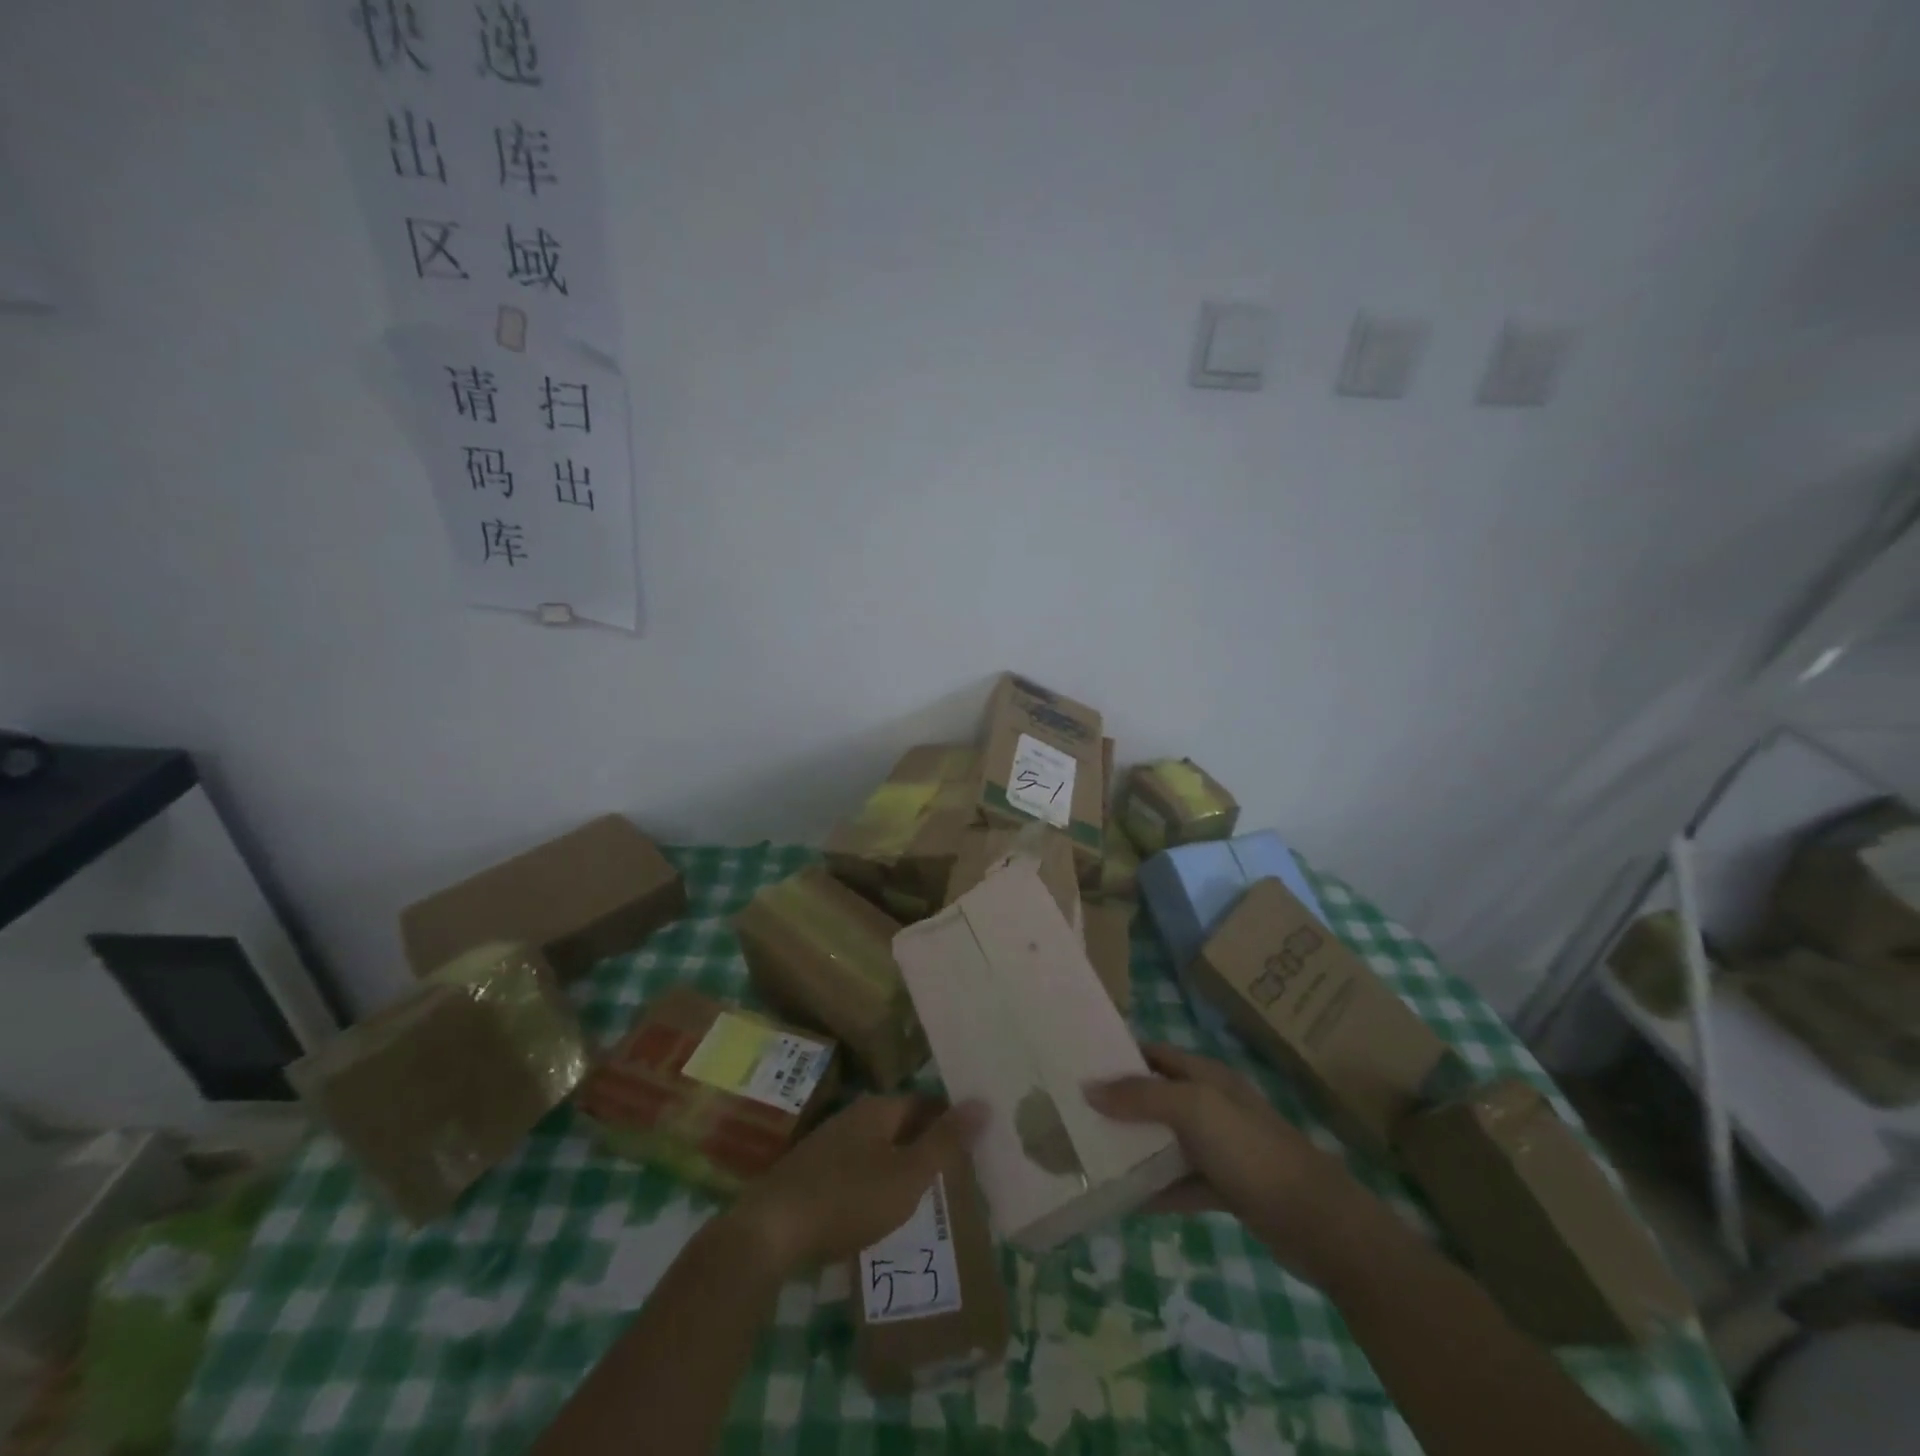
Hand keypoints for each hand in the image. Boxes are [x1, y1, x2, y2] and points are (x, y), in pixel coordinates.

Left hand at [727, 1096, 986, 1276]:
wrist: (771, 1231)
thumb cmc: (848, 1198)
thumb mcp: (908, 1175)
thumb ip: (946, 1142)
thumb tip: (983, 1102)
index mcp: (878, 1109)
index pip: (925, 1104)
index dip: (949, 1122)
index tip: (972, 1147)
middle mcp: (853, 1116)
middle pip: (900, 1124)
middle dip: (925, 1145)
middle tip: (954, 1175)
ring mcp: (828, 1143)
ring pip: (876, 1148)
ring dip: (898, 1166)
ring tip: (922, 1197)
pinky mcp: (810, 1173)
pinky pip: (855, 1170)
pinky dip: (873, 1183)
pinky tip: (878, 1210)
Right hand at [1086, 1044, 1386, 1283]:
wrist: (1319, 1223)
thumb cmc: (1252, 1151)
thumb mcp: (1194, 1110)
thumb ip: (1142, 1096)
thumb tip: (1089, 1087)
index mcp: (1208, 1076)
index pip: (1155, 1053)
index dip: (1120, 1056)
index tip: (1080, 1066)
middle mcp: (1213, 1105)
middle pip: (1157, 1096)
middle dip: (1120, 1103)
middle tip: (1075, 1113)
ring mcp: (1220, 1148)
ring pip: (1166, 1141)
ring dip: (1134, 1147)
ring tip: (1090, 1153)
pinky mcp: (1226, 1188)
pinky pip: (1180, 1183)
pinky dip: (1155, 1188)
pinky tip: (1124, 1198)